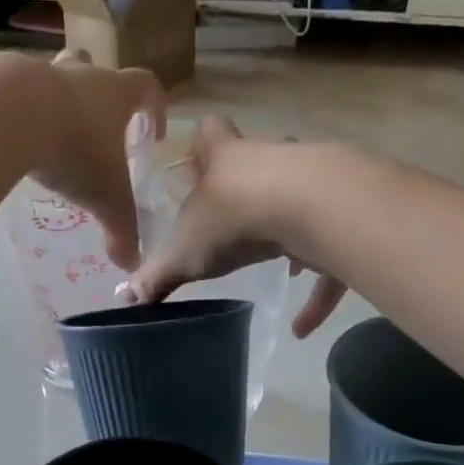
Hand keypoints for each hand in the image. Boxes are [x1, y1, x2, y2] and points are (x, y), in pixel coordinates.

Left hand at [32, 51, 165, 269]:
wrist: (7, 114)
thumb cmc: (74, 150)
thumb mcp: (105, 198)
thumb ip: (121, 230)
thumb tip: (132, 265)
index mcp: (114, 95)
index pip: (147, 88)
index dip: (155, 109)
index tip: (154, 134)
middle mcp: (79, 76)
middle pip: (95, 69)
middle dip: (98, 94)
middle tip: (97, 127)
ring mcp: (36, 72)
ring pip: (51, 78)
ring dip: (54, 102)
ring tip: (50, 137)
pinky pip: (11, 94)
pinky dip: (16, 114)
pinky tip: (11, 140)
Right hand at [127, 117, 346, 336]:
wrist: (307, 208)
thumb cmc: (233, 218)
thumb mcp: (184, 251)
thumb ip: (156, 275)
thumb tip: (125, 298)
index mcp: (226, 160)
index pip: (211, 135)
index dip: (203, 145)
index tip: (198, 162)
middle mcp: (269, 162)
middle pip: (259, 165)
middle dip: (249, 193)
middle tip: (236, 228)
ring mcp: (310, 185)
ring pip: (298, 208)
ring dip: (290, 239)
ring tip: (281, 274)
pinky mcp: (338, 220)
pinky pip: (327, 261)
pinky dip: (317, 295)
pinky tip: (303, 328)